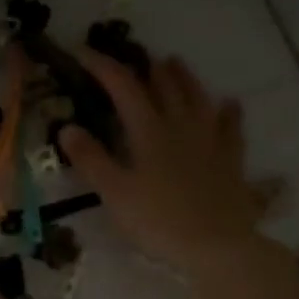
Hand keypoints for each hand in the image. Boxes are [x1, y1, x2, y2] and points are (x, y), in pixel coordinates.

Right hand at [59, 49, 264, 279]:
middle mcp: (181, 125)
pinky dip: (228, 112)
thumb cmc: (158, 221)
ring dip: (184, 77)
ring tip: (174, 62)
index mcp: (149, 131)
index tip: (84, 54)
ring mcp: (210, 140)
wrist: (215, 245)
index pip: (123, 87)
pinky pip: (232, 127)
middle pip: (164, 85)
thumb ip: (91, 159)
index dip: (103, 67)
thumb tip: (67, 127)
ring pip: (197, 97)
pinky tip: (229, 104)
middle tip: (135, 57)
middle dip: (146, 67)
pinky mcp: (231, 159)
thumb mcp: (115, 193)